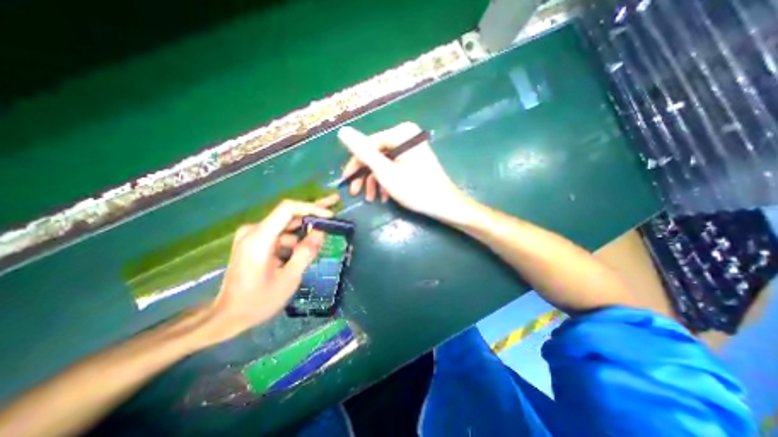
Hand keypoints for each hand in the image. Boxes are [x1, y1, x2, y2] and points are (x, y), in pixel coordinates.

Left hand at [205, 195, 339, 344]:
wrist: (227, 316)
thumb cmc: (259, 301)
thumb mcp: (289, 279)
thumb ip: (306, 253)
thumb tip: (321, 232)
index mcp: (259, 239)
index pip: (287, 209)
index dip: (311, 208)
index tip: (330, 215)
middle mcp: (254, 231)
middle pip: (288, 213)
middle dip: (313, 211)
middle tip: (334, 202)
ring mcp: (253, 235)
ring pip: (287, 224)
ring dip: (306, 228)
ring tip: (326, 230)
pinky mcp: (255, 241)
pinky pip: (281, 234)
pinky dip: (297, 238)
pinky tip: (307, 247)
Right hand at [339, 121, 467, 221]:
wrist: (445, 205)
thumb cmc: (415, 189)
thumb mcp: (385, 172)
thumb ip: (364, 152)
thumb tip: (342, 131)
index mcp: (400, 133)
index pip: (368, 144)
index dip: (354, 163)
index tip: (345, 181)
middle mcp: (406, 136)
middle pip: (376, 154)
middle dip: (366, 176)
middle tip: (356, 192)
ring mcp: (411, 147)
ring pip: (384, 163)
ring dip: (375, 181)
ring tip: (372, 199)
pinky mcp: (415, 159)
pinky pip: (395, 167)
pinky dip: (387, 181)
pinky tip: (384, 196)